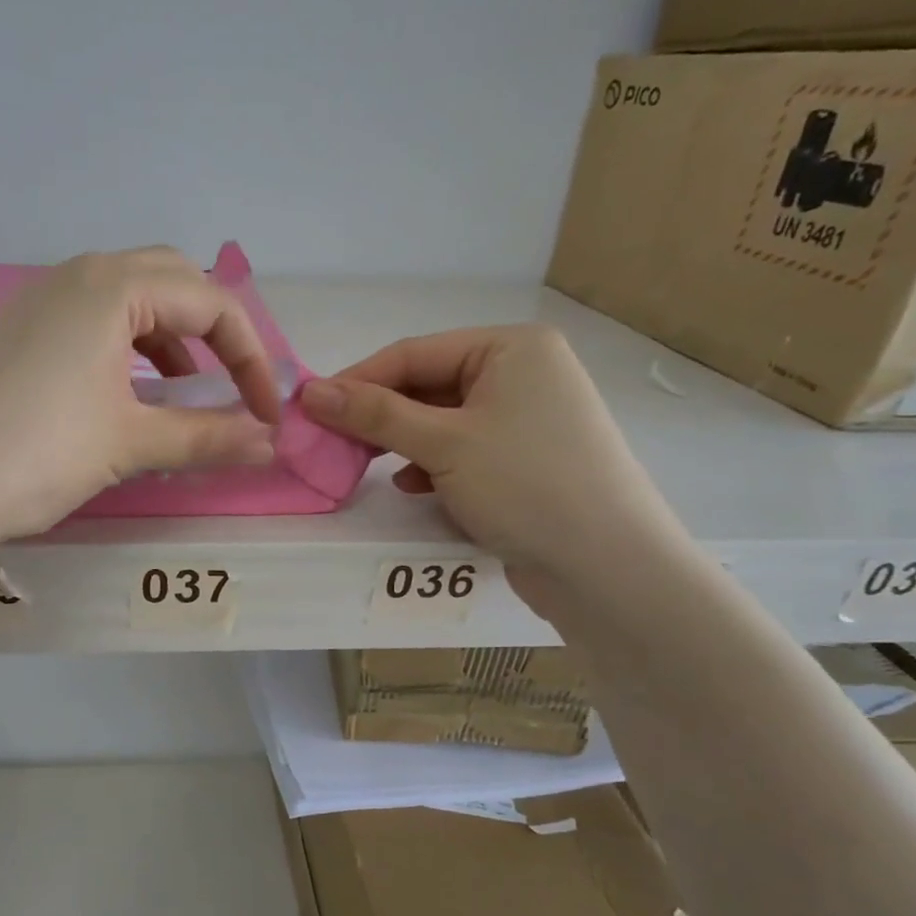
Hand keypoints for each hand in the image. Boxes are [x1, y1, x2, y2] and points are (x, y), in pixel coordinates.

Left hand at [0, 247, 282, 539]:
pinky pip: (94, 319)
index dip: (250, 358)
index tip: (266, 413)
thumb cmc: (42, 451)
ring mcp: (42, 300)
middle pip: (172, 281)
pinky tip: (130, 392)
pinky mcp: (20, 331)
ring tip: (186, 393)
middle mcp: (78, 276)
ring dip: (171, 338)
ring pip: (130, 298)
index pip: (210, 303)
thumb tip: (271, 446)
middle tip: (230, 384)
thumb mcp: (133, 443)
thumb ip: (208, 438)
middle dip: (214, 330)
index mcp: (113, 286)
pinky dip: (130, 347)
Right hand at [299, 325, 685, 603]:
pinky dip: (433, 465)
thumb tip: (310, 393)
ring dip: (403, 443)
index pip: (413, 354)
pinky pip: (463, 449)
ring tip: (368, 467)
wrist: (606, 567)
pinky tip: (414, 487)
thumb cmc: (525, 485)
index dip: (357, 381)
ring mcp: (527, 418)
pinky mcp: (525, 459)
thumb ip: (374, 414)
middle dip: (380, 417)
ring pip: (442, 421)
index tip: (309, 410)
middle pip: (427, 386)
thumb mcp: (442, 444)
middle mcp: (523, 373)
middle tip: (333, 444)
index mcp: (511, 348)